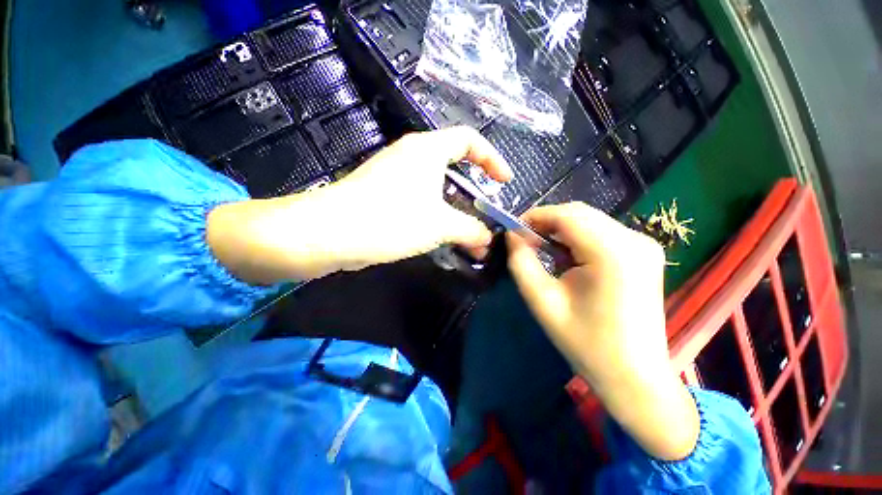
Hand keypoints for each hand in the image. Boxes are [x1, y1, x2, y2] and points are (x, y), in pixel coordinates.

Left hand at [207, 127, 510, 283]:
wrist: (331, 233)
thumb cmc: (392, 219)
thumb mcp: (440, 225)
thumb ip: (470, 230)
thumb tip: (487, 239)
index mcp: (427, 150)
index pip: (470, 140)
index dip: (492, 158)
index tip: (505, 182)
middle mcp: (412, 157)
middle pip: (454, 165)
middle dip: (474, 189)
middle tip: (486, 212)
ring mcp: (396, 176)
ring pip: (437, 187)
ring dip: (455, 209)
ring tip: (468, 233)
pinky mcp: (385, 195)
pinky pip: (420, 200)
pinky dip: (436, 215)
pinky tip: (441, 235)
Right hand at [506, 202, 698, 460]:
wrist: (633, 375)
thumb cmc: (585, 342)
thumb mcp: (542, 301)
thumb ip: (521, 262)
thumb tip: (512, 235)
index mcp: (612, 253)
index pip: (566, 215)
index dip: (535, 216)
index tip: (513, 230)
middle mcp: (634, 240)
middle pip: (579, 213)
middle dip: (546, 221)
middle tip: (524, 240)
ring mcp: (643, 245)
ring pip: (590, 220)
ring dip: (561, 229)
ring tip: (542, 250)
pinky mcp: (643, 253)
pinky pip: (602, 232)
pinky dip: (577, 237)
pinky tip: (567, 257)